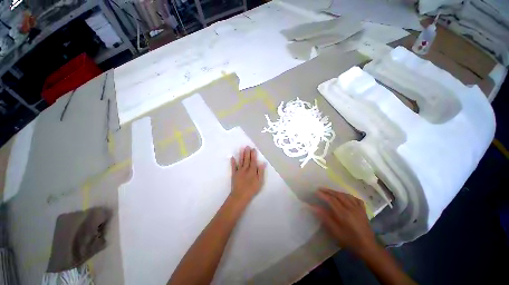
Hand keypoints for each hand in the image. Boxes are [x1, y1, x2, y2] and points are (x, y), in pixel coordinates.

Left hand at [229, 146, 265, 204]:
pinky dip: (233, 162)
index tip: (253, 149)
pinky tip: (232, 157)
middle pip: (247, 159)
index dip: (253, 155)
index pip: (253, 161)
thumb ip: (261, 172)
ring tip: (242, 148)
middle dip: (247, 152)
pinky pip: (233, 167)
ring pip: (241, 161)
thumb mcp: (260, 181)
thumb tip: (262, 163)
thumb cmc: (252, 189)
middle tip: (247, 146)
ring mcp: (239, 171)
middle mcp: (245, 169)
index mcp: (252, 170)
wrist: (240, 195)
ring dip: (241, 154)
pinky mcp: (234, 174)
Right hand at [311, 188, 377, 257]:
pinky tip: (345, 196)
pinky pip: (355, 199)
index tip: (316, 191)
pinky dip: (348, 195)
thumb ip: (325, 218)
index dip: (323, 195)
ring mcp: (358, 208)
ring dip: (337, 192)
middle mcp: (351, 208)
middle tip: (320, 189)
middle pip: (338, 195)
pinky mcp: (363, 210)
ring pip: (346, 195)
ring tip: (330, 191)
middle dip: (328, 191)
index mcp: (343, 214)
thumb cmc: (349, 241)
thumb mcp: (335, 232)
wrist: (368, 247)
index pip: (331, 200)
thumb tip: (314, 207)